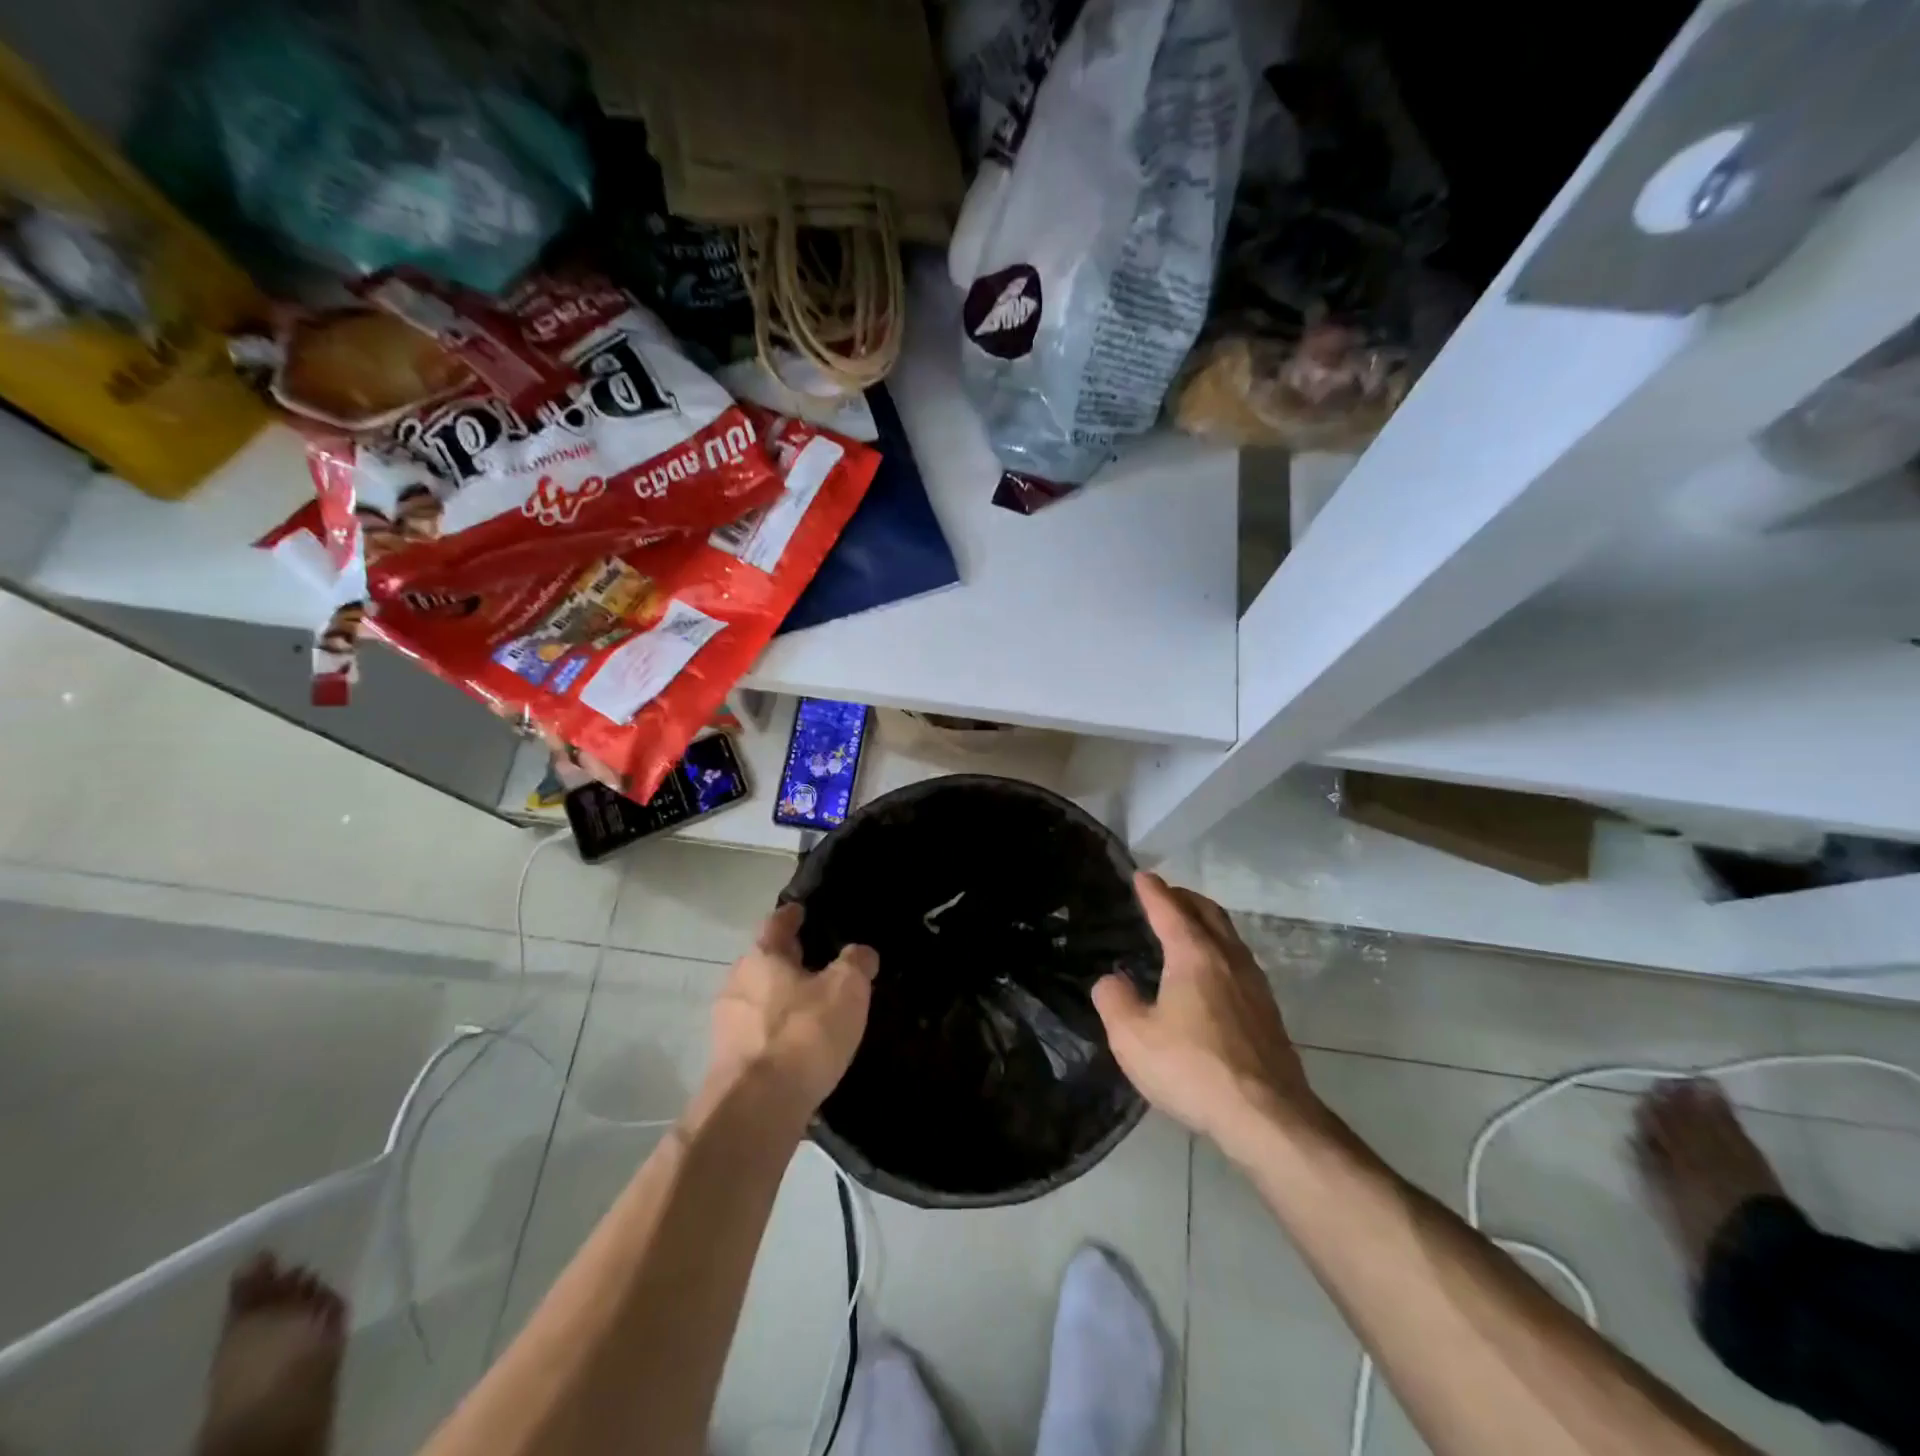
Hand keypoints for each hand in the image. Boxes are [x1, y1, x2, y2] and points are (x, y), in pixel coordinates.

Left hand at [704, 902, 876, 1119]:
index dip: (792, 915)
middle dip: (787, 961)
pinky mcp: (728, 1063)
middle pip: (765, 962)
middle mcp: (737, 983)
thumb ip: (856, 963)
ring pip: (759, 999)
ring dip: (781, 1000)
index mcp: (762, 957)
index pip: (777, 923)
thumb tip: (861, 953)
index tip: (802, 911)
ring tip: (812, 1008)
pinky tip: (798, 1047)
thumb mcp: (846, 989)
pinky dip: (776, 1033)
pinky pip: (757, 1035)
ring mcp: (726, 1025)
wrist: (757, 1109)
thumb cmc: (803, 1033)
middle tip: (816, 962)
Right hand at [1092, 873, 1319, 1154]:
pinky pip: (1239, 961)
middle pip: (1208, 913)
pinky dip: (1219, 949)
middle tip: (1164, 894)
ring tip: (1187, 927)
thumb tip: (1111, 981)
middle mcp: (1228, 959)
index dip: (1152, 891)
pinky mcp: (1267, 1012)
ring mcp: (1255, 985)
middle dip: (1184, 898)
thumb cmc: (1193, 1069)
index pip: (1170, 909)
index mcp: (1194, 955)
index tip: (1140, 875)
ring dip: (1206, 922)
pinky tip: (1210, 973)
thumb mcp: (1133, 1037)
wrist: (1267, 1117)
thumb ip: (1114, 1001)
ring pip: (1229, 936)